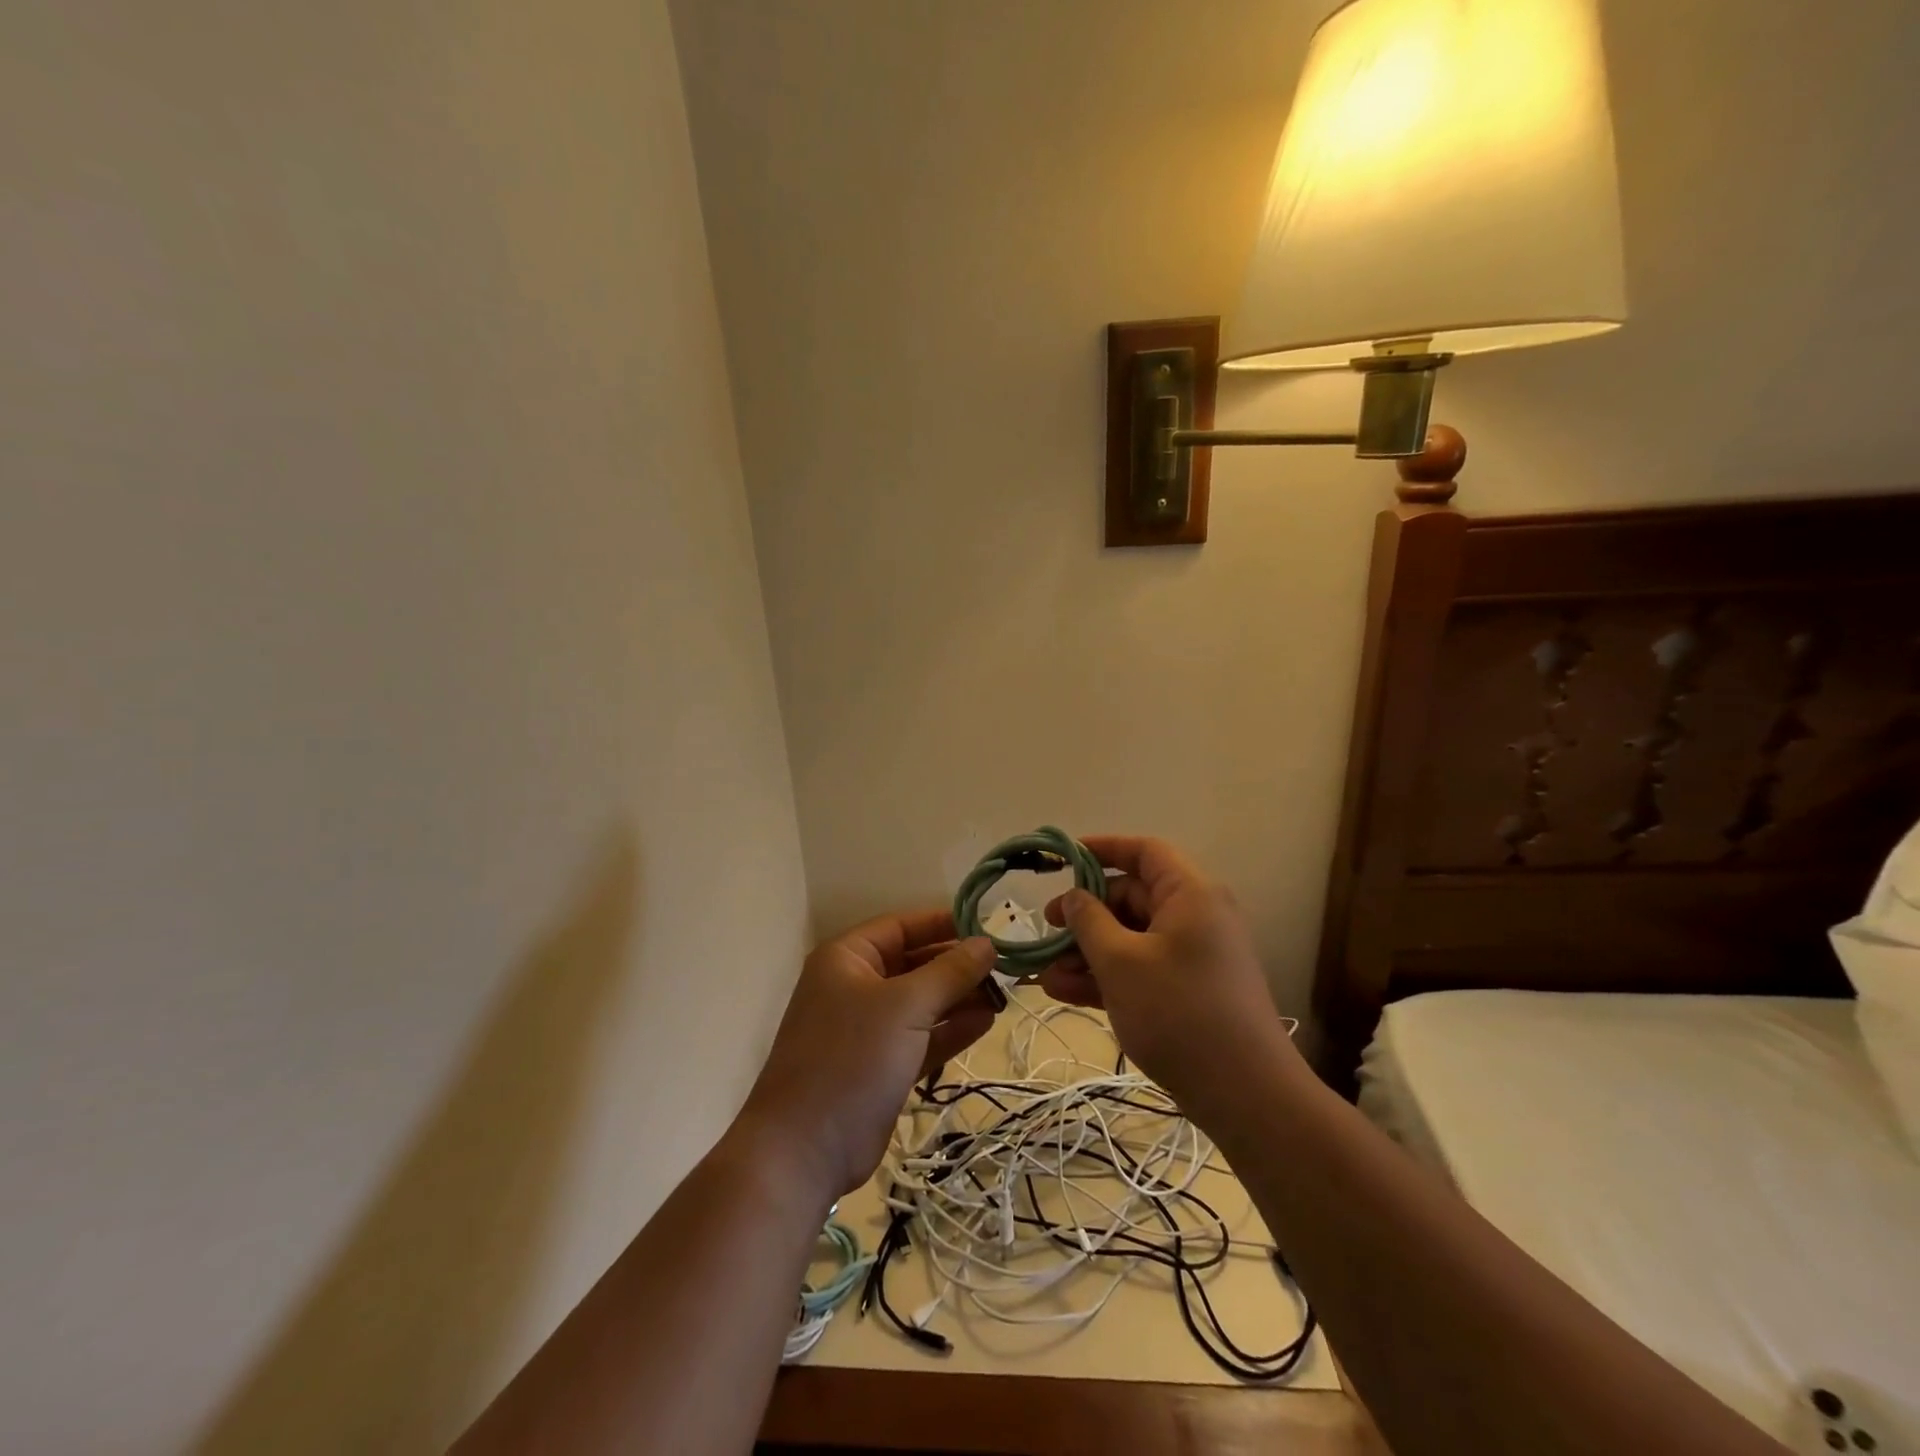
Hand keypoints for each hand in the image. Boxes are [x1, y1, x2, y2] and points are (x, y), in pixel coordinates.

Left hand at [738, 910, 997, 1199]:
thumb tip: (987, 943)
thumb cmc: (852, 1057)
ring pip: (922, 1001)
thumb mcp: (905, 1006)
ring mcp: (868, 1028)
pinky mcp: (882, 1065)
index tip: (988, 926)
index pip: (902, 926)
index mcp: (848, 958)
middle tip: (1005, 966)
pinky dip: (951, 1028)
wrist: (805, 1150)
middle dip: (957, 965)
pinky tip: (986, 1021)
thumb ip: (950, 972)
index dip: (944, 923)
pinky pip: (922, 1035)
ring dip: (960, 997)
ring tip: (1004, 995)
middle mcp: (856, 985)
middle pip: (915, 963)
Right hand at [1040, 836, 1298, 1119]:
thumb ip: (1089, 922)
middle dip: (1086, 914)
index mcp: (1190, 894)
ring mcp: (1193, 956)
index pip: (1145, 852)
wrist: (1246, 1096)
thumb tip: (1073, 897)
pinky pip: (1142, 968)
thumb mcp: (1121, 962)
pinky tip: (1065, 992)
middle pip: (1133, 897)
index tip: (1064, 859)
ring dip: (1088, 952)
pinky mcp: (1189, 991)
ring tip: (1046, 974)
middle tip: (1047, 929)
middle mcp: (1196, 916)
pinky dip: (1107, 975)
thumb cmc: (1179, 1013)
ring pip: (1132, 937)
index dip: (1103, 849)